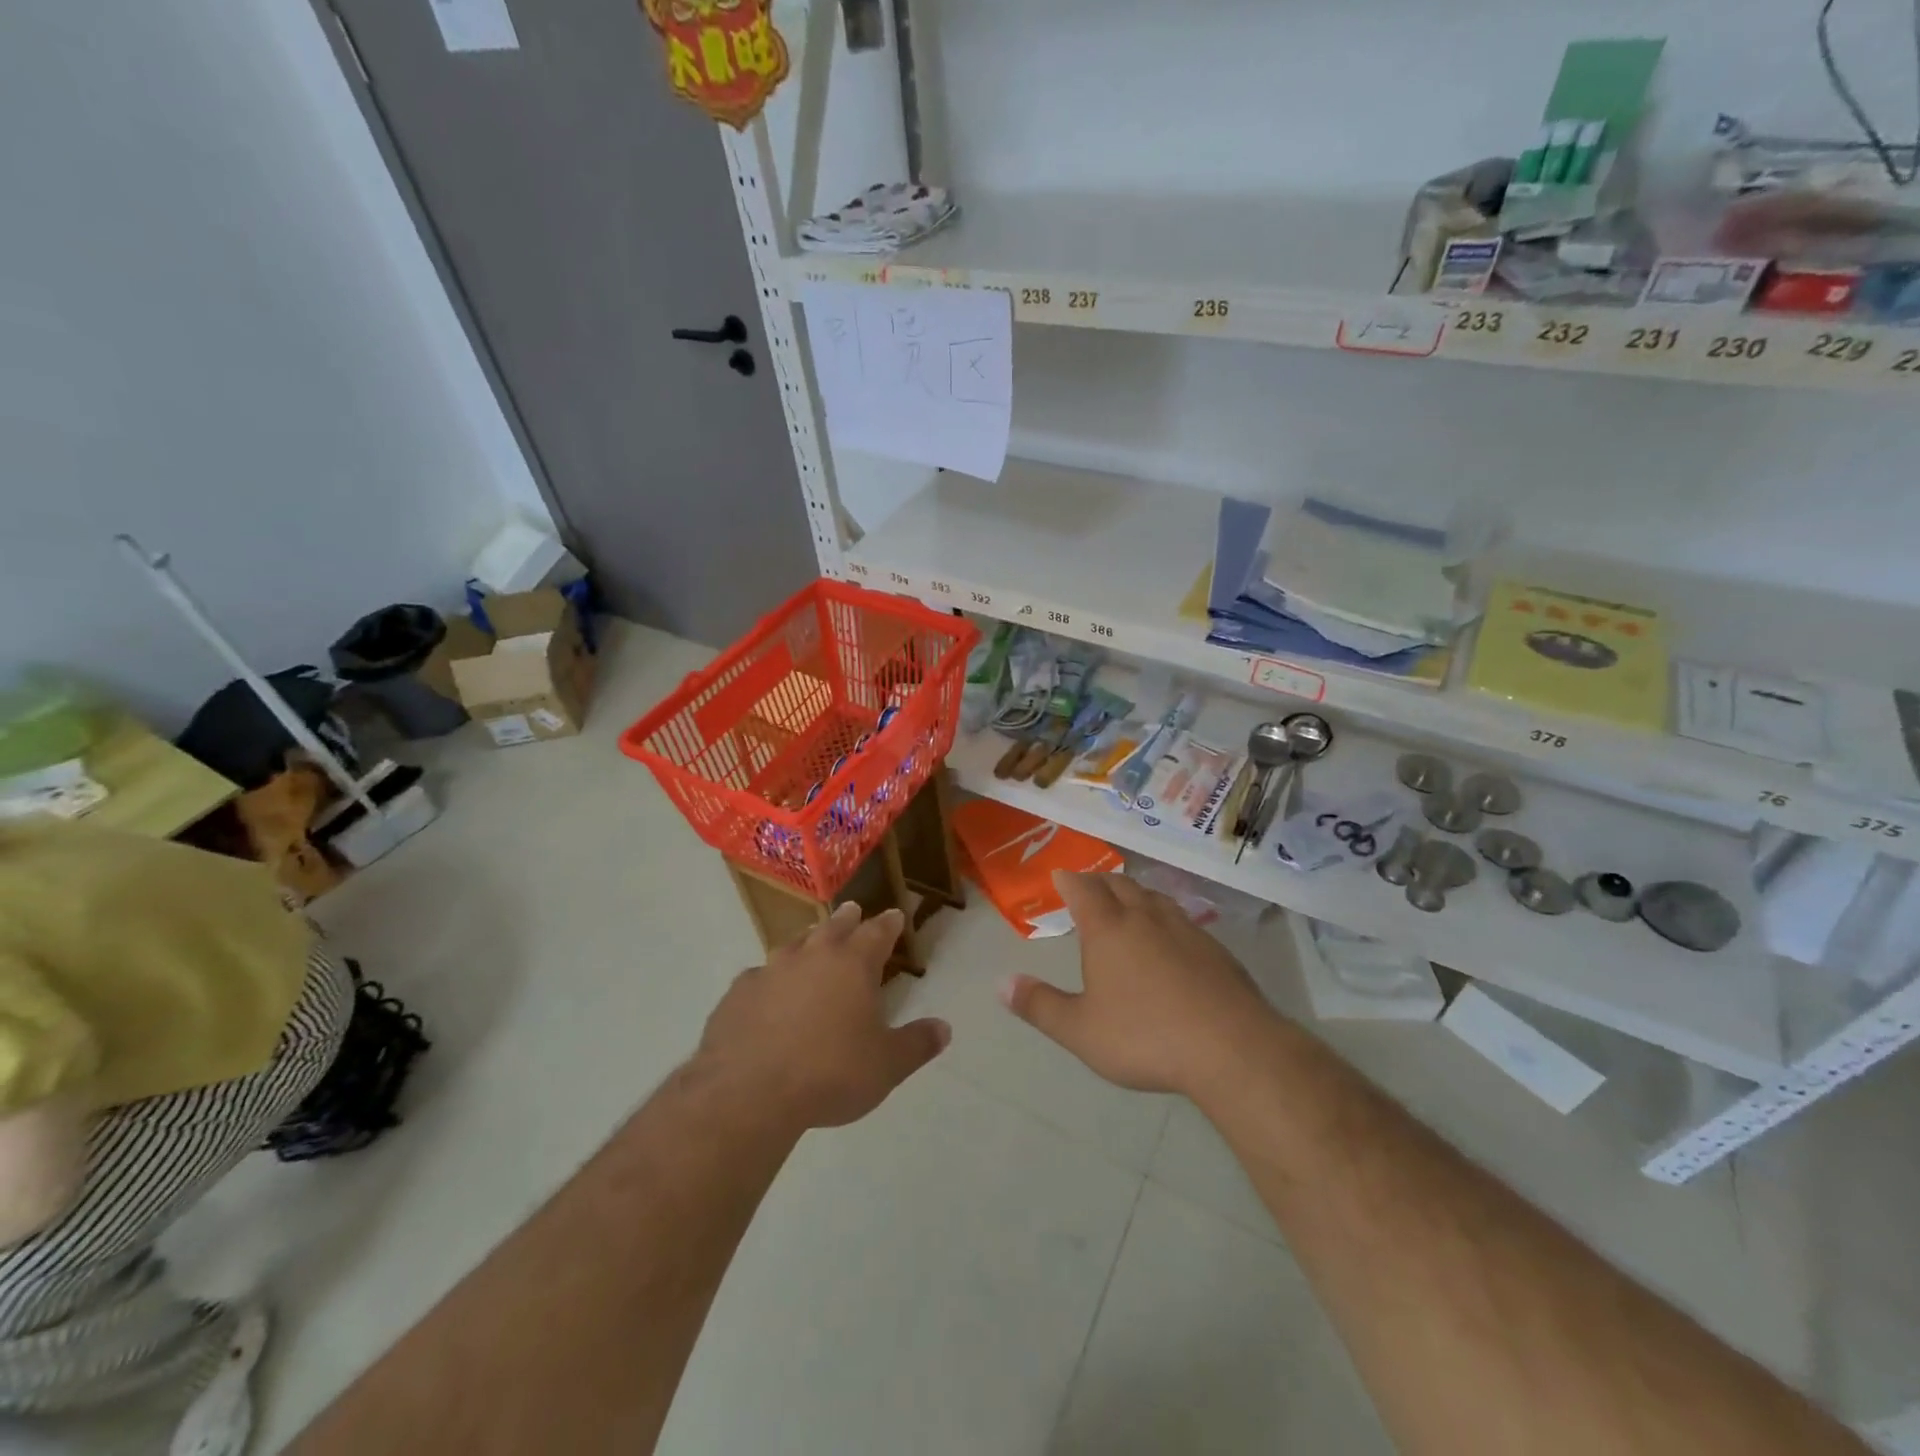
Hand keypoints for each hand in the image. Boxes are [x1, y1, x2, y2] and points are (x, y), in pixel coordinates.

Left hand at [694, 903, 949, 1131]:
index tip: (895, 915)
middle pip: (834, 927)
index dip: (889, 924)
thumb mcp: (886, 1066)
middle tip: (853, 910)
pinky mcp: (738, 993)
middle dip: (847, 919)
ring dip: (806, 941)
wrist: (749, 1092)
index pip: (877, 933)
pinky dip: (768, 979)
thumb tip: (944, 1028)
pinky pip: (758, 977)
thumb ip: (916, 1044)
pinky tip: (766, 991)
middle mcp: (812, 956)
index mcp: (853, 965)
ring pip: (793, 945)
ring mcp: (770, 971)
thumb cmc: (830, 1073)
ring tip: (810, 941)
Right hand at [1001, 872, 1274, 1097]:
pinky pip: (1182, 920)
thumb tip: (1001, 983)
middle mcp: (1145, 918)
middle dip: (1100, 881)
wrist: (1232, 1047)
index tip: (1060, 875)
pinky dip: (1165, 918)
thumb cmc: (1145, 1036)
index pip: (1083, 889)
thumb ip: (1039, 1005)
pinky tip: (1170, 939)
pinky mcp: (1215, 949)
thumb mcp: (1080, 1030)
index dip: (1069, 880)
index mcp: (1108, 929)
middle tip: (1089, 886)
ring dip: (1135, 894)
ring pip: (1154, 898)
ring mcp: (1185, 929)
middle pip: (1120, 884)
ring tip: (1127, 903)